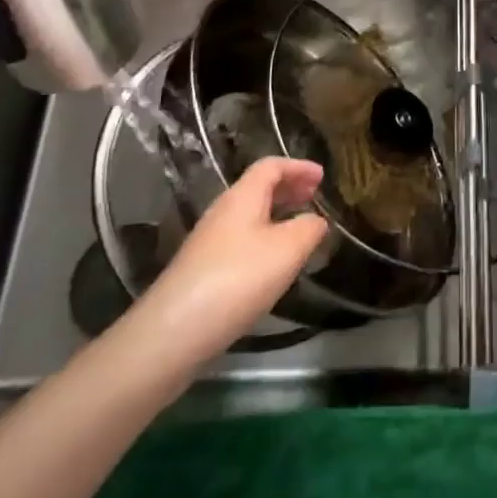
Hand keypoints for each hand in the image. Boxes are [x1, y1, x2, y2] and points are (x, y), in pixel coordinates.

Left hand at [128, 158, 329, 369]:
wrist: (174, 331)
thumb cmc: (237, 278)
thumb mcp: (287, 250)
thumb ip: (309, 229)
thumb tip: (315, 220)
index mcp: (243, 196)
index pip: (271, 166)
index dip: (298, 167)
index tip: (322, 176)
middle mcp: (223, 211)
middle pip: (258, 188)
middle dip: (288, 188)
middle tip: (313, 196)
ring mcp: (209, 241)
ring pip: (250, 215)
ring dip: (277, 214)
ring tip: (299, 228)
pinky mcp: (203, 269)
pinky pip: (241, 239)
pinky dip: (264, 238)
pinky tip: (273, 262)